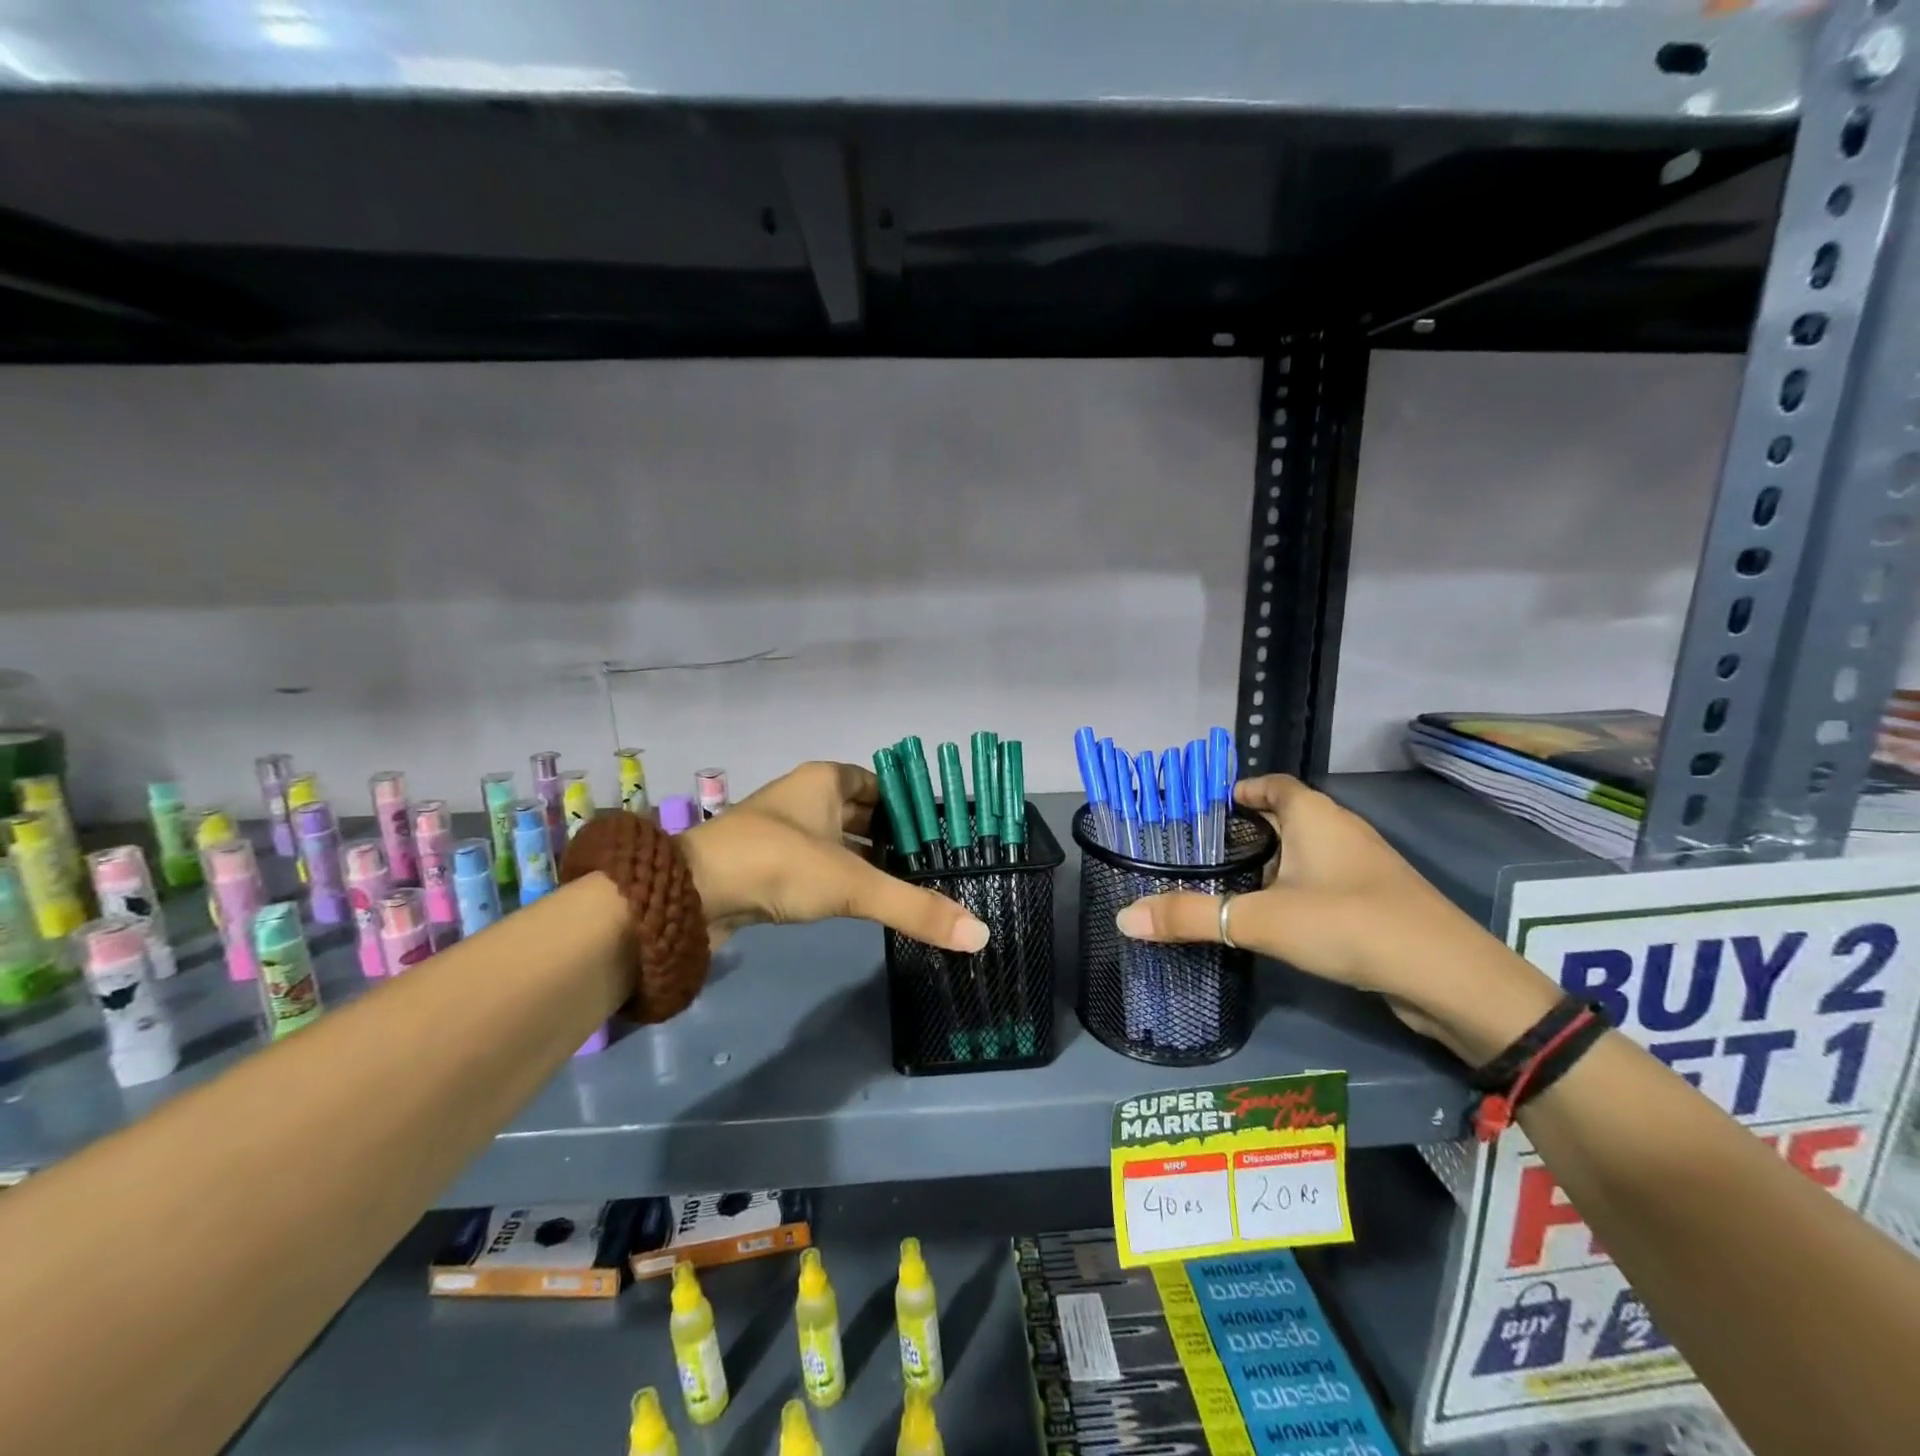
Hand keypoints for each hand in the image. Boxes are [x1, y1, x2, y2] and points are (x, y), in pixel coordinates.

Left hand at [678, 762, 988, 952]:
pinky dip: (844, 877)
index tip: (943, 832)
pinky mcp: (769, 864)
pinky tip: (867, 900)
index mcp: (825, 781)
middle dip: (895, 835)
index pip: (880, 783)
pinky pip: (820, 864)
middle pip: (863, 812)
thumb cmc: (778, 864)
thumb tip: (981, 935)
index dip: (910, 804)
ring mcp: (784, 831)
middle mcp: (805, 798)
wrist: (691, 895)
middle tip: (936, 863)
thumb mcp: (854, 884)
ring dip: (870, 859)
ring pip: (840, 840)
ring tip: (912, 884)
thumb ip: (916, 907)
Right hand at [1114, 774, 1558, 1060]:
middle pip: (1283, 818)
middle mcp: (1339, 832)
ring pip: (1301, 855)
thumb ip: (1190, 917)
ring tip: (1220, 888)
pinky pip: (1319, 883)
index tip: (1197, 812)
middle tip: (1196, 855)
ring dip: (1266, 866)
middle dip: (1242, 833)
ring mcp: (1361, 868)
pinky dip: (1290, 892)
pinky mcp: (1372, 903)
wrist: (1450, 980)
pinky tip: (1267, 920)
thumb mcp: (1260, 920)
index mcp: (1315, 816)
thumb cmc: (1350, 924)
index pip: (1270, 784)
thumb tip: (1123, 919)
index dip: (1236, 791)